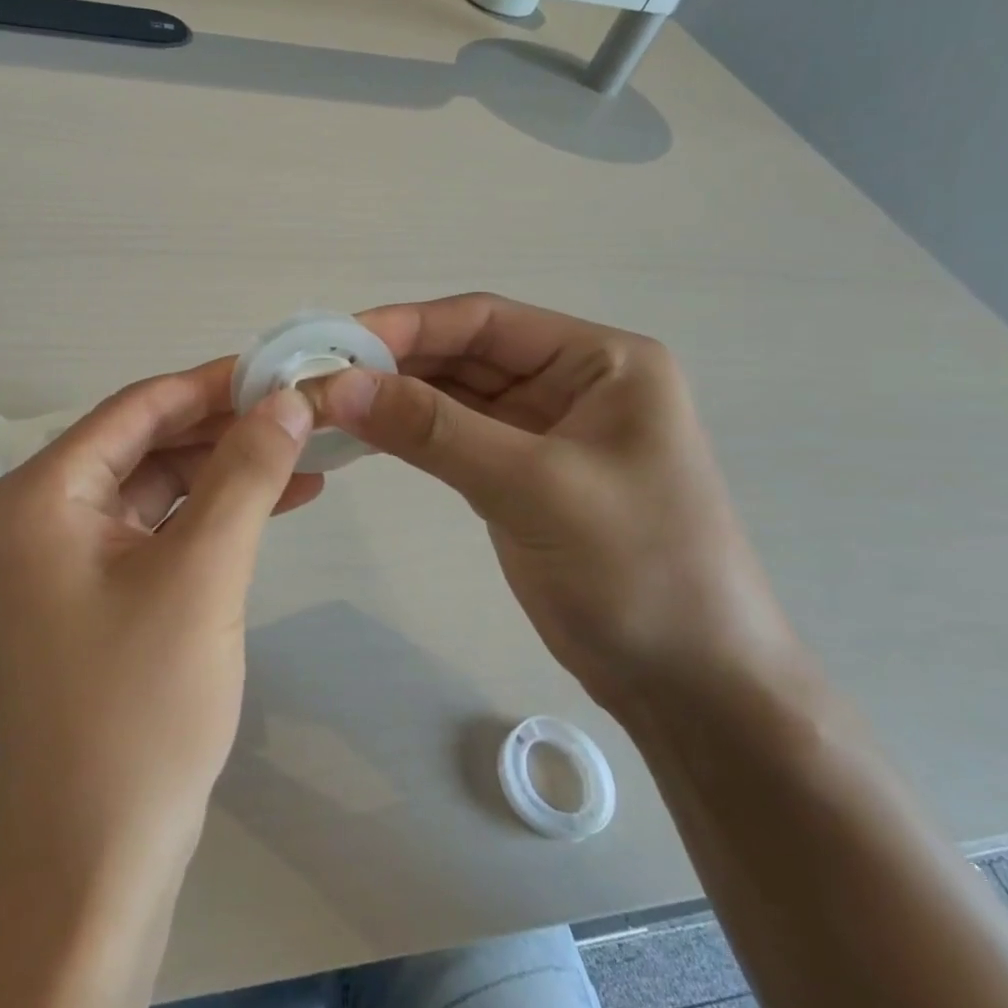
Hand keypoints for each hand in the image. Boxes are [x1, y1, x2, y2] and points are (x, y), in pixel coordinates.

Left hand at [0, 359, 318, 871]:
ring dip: (227, 470)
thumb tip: (287, 400)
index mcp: (42, 494)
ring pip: (158, 485)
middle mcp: (43, 514)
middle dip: (225, 427)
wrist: (96, 859)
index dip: (212, 383)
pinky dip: (213, 515)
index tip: (282, 368)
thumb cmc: (139, 708)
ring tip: (307, 454)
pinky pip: (159, 530)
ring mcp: (67, 557)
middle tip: (303, 411)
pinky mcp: (96, 594)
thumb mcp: (201, 574)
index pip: (137, 407)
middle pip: (146, 442)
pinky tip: (276, 502)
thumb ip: (244, 474)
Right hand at [317, 293, 796, 711]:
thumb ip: (433, 430)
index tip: (334, 342)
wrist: (691, 686)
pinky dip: (408, 435)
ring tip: (325, 403)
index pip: (485, 321)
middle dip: (393, 363)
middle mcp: (572, 383)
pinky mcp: (519, 475)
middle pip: (465, 354)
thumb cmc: (637, 570)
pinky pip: (453, 437)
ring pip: (453, 396)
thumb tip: (338, 387)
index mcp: (602, 361)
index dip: (406, 325)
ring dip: (394, 398)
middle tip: (316, 376)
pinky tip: (362, 436)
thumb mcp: (533, 487)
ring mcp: (544, 431)